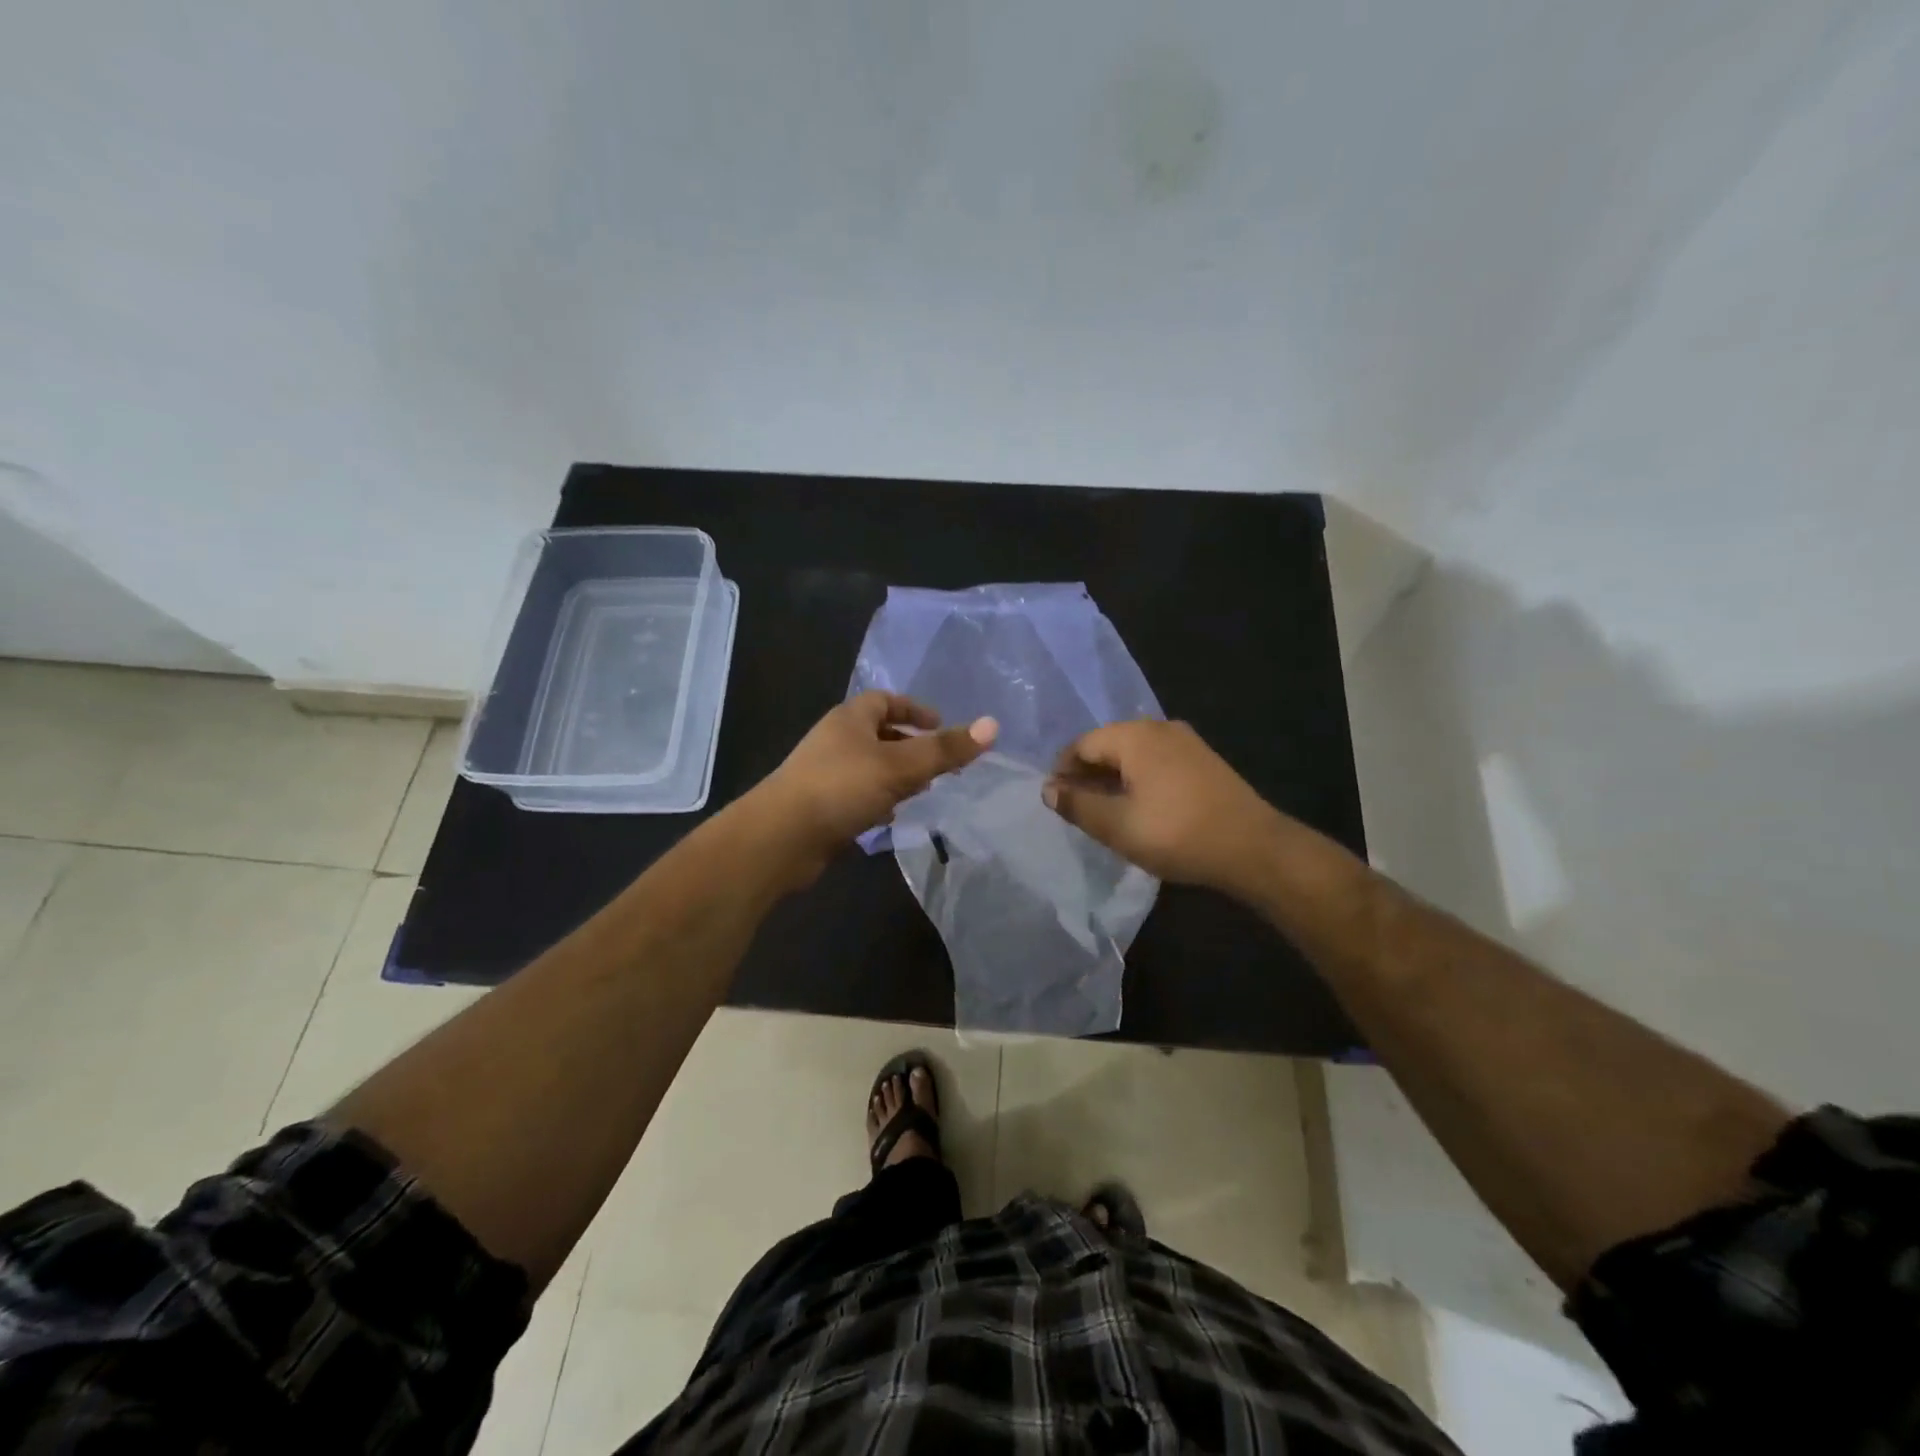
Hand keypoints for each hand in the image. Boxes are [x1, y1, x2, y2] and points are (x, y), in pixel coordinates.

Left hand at [746, 692, 997, 884]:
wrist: (781, 838)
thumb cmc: (841, 788)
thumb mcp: (900, 766)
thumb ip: (945, 749)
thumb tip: (993, 725)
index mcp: (850, 719)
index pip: (885, 700)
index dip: (914, 709)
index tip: (940, 725)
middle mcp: (835, 740)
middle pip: (878, 733)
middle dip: (910, 745)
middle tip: (940, 762)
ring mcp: (825, 774)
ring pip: (869, 766)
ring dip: (896, 775)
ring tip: (923, 789)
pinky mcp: (821, 806)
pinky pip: (857, 794)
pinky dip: (878, 800)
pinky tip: (890, 817)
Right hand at [1043, 720, 1278, 892]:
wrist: (1253, 847)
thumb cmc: (1176, 833)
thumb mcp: (1116, 825)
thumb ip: (1077, 804)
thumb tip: (1048, 788)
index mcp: (1135, 735)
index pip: (1082, 744)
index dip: (1063, 771)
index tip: (1056, 802)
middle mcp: (1159, 727)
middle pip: (1108, 745)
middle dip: (1088, 774)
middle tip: (1078, 809)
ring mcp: (1186, 742)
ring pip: (1134, 754)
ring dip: (1113, 778)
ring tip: (1106, 812)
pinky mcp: (1203, 760)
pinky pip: (1157, 761)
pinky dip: (1139, 779)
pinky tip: (1141, 807)